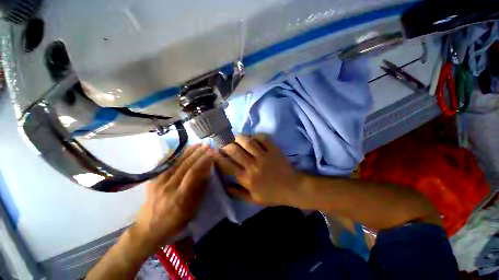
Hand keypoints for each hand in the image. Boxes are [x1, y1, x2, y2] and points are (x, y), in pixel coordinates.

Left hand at [133, 144, 212, 250]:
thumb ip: (200, 190)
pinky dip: (174, 154)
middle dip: (198, 153)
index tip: (212, 153)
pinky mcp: (152, 180)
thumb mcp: (192, 211)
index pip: (193, 173)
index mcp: (180, 197)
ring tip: (198, 144)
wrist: (147, 229)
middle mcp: (168, 187)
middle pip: (185, 165)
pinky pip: (164, 164)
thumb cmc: (174, 222)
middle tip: (207, 145)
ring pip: (175, 162)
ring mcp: (158, 182)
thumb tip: (207, 172)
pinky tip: (180, 148)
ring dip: (188, 151)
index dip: (204, 161)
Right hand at [214, 134, 302, 205]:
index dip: (218, 157)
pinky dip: (256, 135)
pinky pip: (263, 138)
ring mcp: (264, 156)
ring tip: (235, 137)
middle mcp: (253, 165)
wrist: (292, 188)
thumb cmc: (272, 195)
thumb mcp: (253, 199)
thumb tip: (224, 184)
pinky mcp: (273, 150)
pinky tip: (252, 137)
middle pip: (234, 150)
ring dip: (238, 137)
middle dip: (226, 145)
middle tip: (224, 143)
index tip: (214, 153)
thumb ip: (237, 193)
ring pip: (247, 142)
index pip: (227, 165)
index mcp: (246, 179)